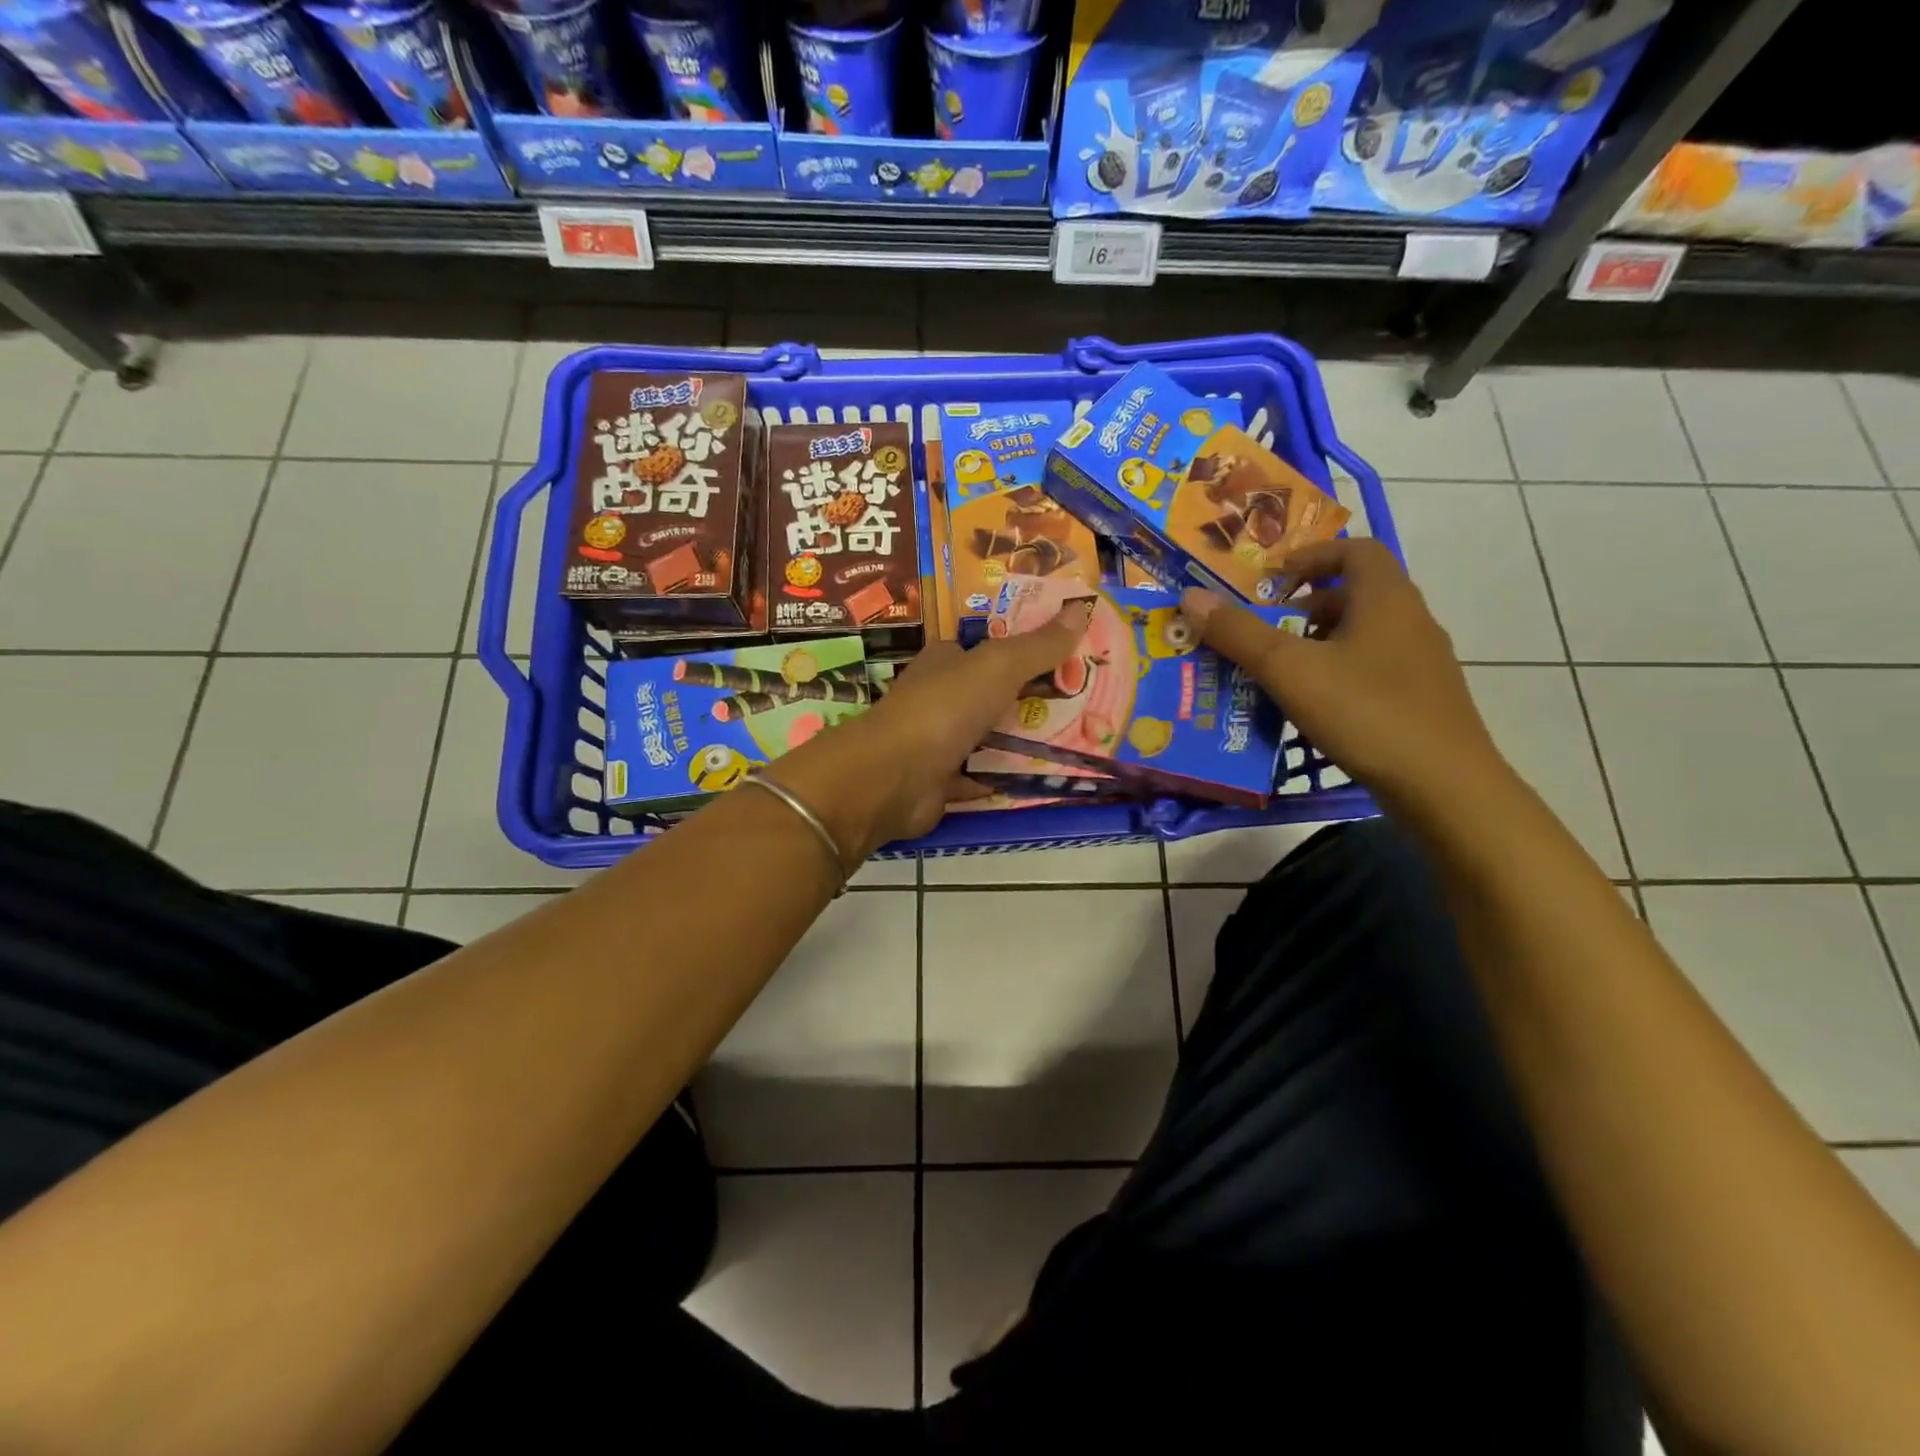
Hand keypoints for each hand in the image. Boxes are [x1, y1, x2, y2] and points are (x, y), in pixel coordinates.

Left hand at [762, 600, 1095, 863]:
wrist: (894, 777)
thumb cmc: (945, 708)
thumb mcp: (998, 665)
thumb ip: (1039, 644)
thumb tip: (1082, 606)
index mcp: (946, 660)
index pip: (990, 647)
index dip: (1028, 648)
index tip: (1072, 655)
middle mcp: (940, 696)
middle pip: (994, 693)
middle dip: (1034, 698)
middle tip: (1085, 702)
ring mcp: (939, 741)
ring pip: (990, 737)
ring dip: (1024, 741)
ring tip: (1078, 741)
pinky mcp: (941, 781)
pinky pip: (981, 778)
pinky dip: (1005, 779)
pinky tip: (1042, 779)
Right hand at [1179, 538, 1502, 809]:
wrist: (1444, 786)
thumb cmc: (1366, 712)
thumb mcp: (1289, 670)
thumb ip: (1239, 633)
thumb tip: (1191, 596)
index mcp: (1386, 598)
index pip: (1355, 550)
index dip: (1312, 555)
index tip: (1272, 579)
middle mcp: (1411, 620)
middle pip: (1357, 593)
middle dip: (1306, 606)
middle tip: (1266, 630)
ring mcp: (1422, 663)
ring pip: (1364, 634)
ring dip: (1321, 642)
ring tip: (1282, 672)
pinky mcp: (1424, 700)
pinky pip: (1373, 669)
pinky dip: (1339, 674)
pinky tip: (1314, 708)